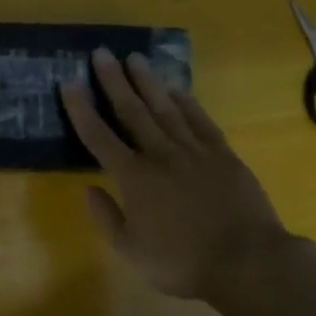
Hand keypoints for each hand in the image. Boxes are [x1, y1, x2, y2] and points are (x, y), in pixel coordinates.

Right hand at [61, 48, 298, 301]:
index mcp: (134, 178)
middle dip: (114, 81)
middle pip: (132, 111)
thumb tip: (89, 189)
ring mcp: (194, 151)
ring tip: (134, 59)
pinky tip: (176, 89)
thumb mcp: (132, 251)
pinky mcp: (222, 154)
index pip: (99, 136)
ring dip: (147, 82)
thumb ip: (107, 218)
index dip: (82, 109)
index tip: (69, 83)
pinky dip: (186, 102)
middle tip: (102, 53)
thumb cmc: (183, 262)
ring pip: (165, 108)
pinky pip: (200, 120)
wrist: (246, 261)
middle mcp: (160, 155)